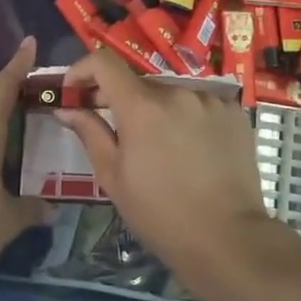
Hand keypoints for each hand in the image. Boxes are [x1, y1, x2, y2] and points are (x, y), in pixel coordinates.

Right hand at [54, 49, 271, 268]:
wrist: (227, 239)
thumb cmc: (160, 214)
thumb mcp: (113, 177)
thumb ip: (89, 132)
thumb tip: (66, 106)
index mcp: (142, 107)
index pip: (104, 62)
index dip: (83, 70)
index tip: (76, 90)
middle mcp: (177, 91)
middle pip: (139, 83)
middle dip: (123, 101)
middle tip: (119, 132)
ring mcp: (210, 100)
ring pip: (171, 94)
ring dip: (159, 111)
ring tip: (163, 148)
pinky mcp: (234, 111)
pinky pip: (201, 103)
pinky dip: (189, 117)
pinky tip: (193, 149)